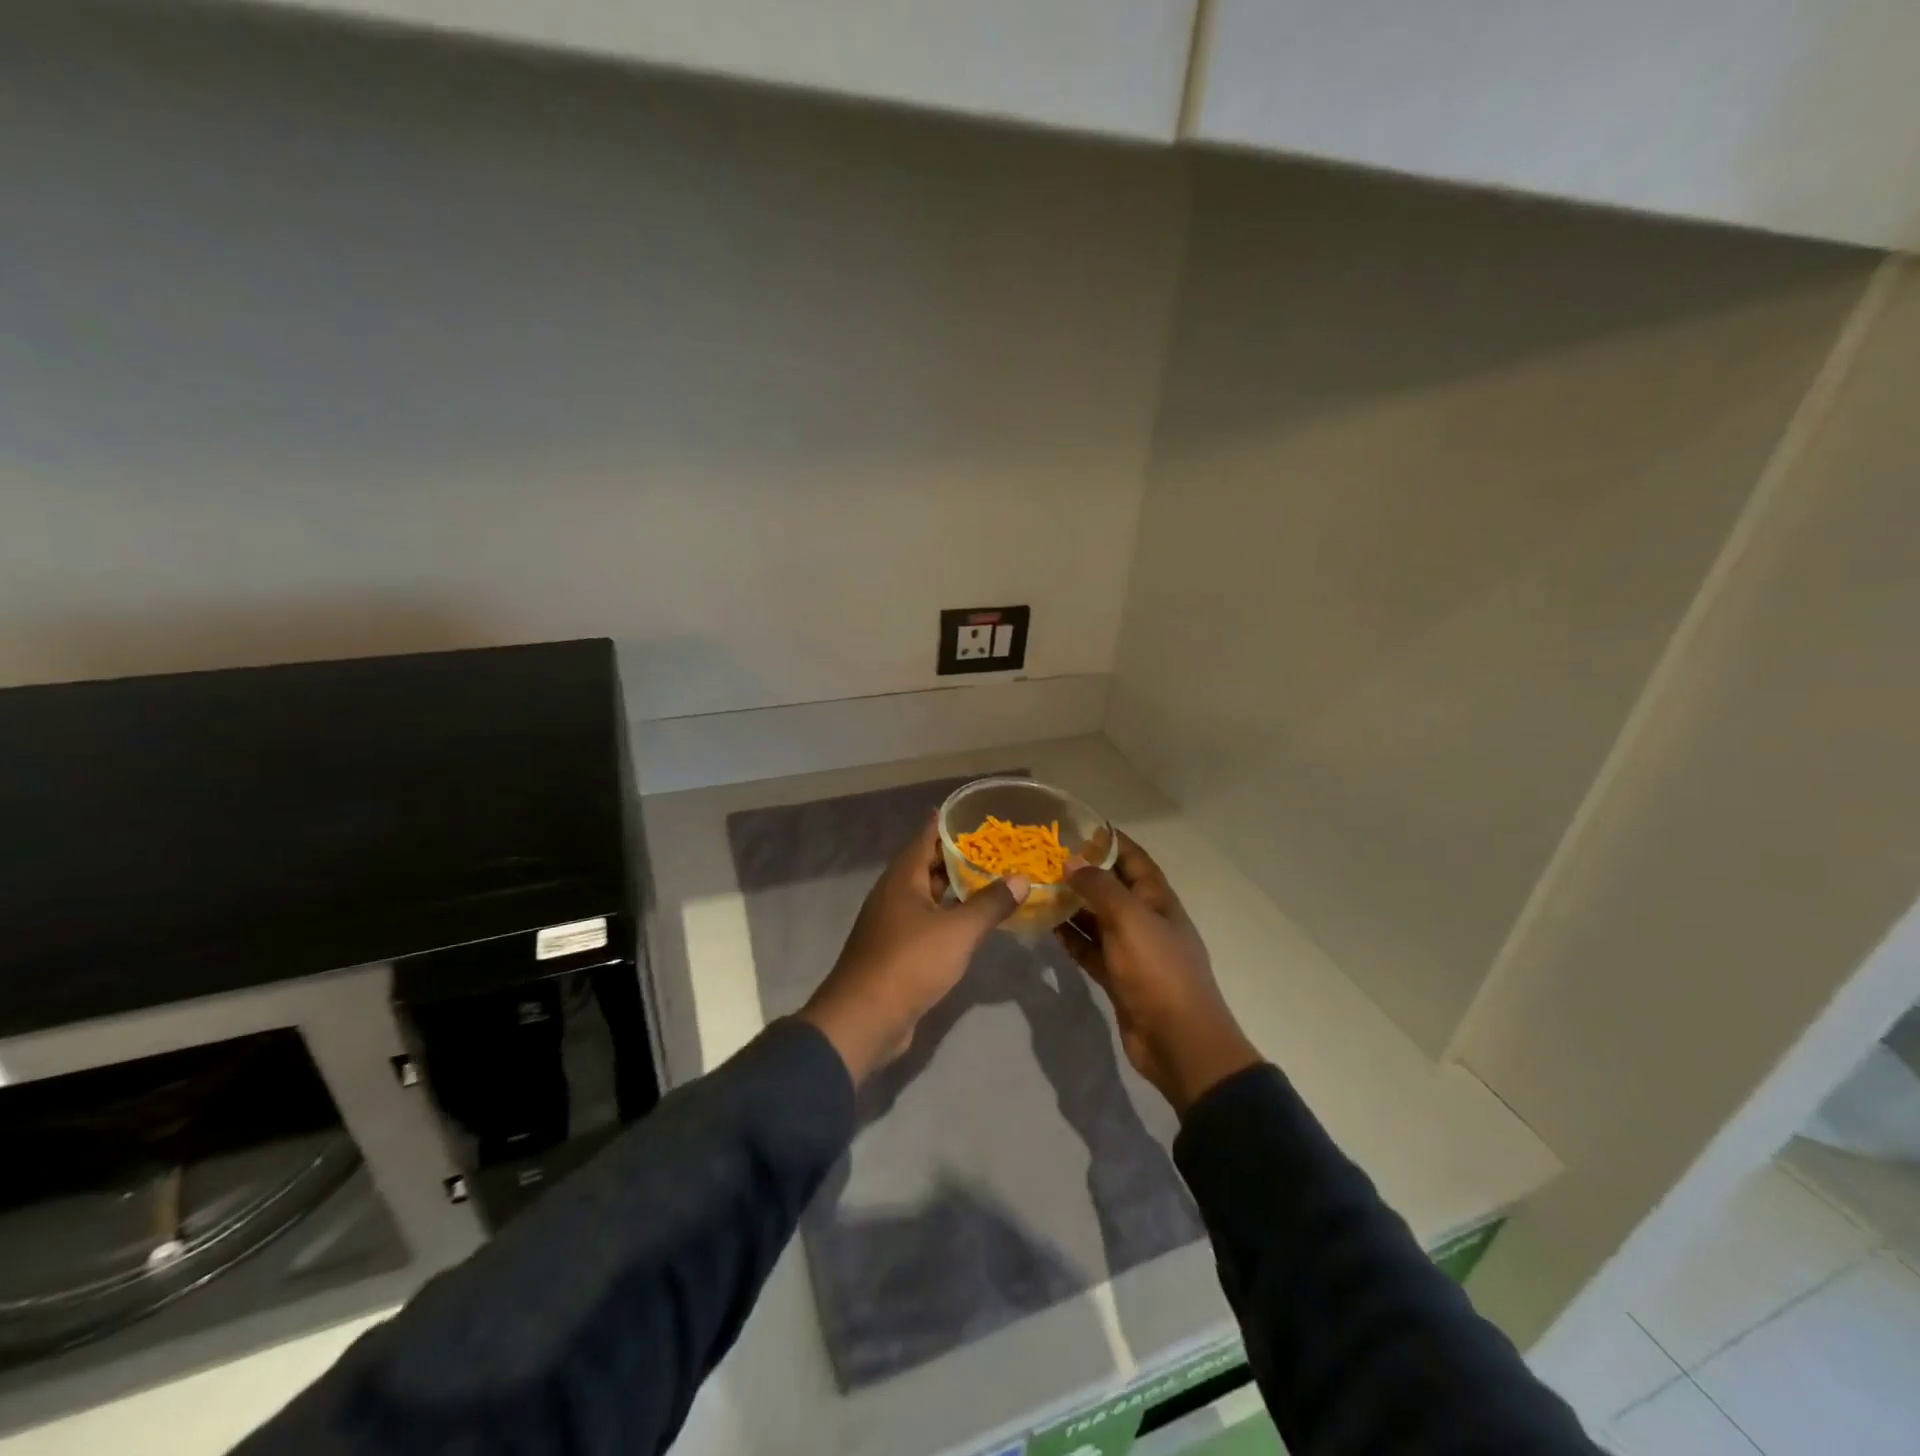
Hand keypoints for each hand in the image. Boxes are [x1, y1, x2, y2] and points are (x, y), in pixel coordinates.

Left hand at [798, 816, 1029, 1085]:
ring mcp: (893, 922)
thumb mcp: (958, 931)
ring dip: (956, 887)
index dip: (949, 821)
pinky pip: (928, 921)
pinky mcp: (897, 950)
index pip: (926, 835)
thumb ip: (990, 903)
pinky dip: (950, 915)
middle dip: (960, 854)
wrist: (865, 1018)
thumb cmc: (910, 962)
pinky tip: (973, 921)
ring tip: (992, 878)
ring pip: (929, 894)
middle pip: (929, 864)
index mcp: (903, 877)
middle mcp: (895, 893)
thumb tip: (1021, 878)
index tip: (975, 809)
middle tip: (997, 846)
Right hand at [1055, 833, 1260, 1113]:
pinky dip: (1071, 937)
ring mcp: (1131, 950)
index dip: (1110, 840)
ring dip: (1071, 905)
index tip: (1078, 826)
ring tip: (1036, 888)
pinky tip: (1045, 926)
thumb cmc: (1158, 971)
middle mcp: (1145, 919)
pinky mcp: (1117, 977)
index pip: (1134, 859)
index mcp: (1158, 900)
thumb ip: (1100, 888)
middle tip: (1044, 858)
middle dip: (1083, 872)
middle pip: (1112, 887)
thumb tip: (1072, 861)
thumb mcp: (1130, 920)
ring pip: (1097, 919)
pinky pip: (1090, 949)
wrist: (1178, 1042)